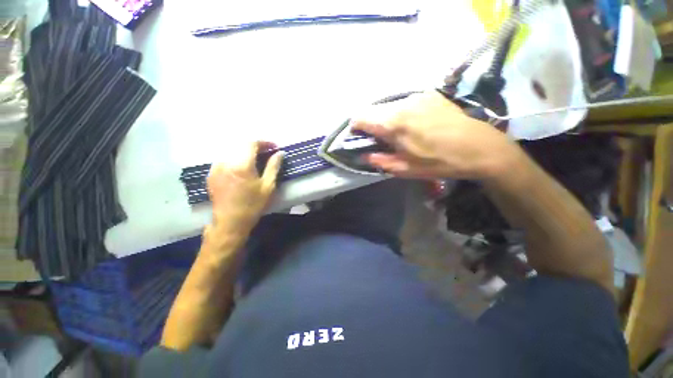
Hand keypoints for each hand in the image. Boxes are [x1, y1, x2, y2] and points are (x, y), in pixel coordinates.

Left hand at [207, 141, 282, 234]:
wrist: (231, 222)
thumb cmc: (253, 205)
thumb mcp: (268, 186)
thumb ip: (273, 167)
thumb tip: (280, 153)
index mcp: (242, 165)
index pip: (251, 143)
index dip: (264, 142)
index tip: (274, 147)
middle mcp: (226, 162)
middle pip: (240, 145)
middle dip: (255, 147)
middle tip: (266, 153)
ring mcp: (216, 168)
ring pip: (232, 151)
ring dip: (244, 153)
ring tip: (255, 160)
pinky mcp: (211, 174)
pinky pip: (224, 159)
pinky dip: (235, 159)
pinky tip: (241, 168)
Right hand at [351, 91, 521, 180]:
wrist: (479, 147)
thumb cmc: (439, 162)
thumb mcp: (405, 169)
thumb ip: (379, 160)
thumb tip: (363, 154)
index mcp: (394, 123)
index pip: (361, 117)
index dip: (355, 127)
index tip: (358, 137)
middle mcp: (402, 104)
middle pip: (374, 110)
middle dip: (371, 124)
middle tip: (379, 140)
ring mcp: (417, 96)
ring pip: (389, 106)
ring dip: (386, 119)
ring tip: (398, 134)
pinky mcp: (430, 94)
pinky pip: (405, 103)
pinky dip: (401, 113)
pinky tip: (413, 125)